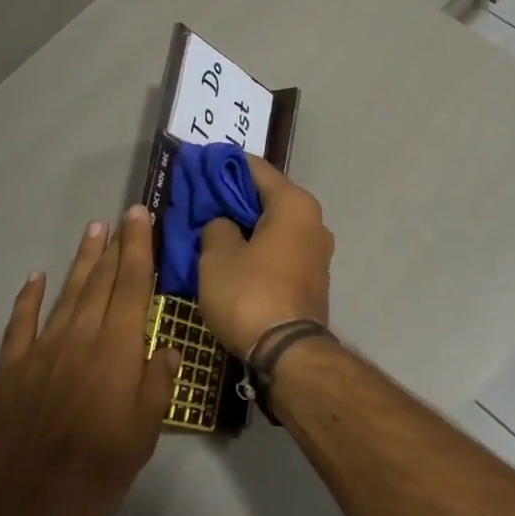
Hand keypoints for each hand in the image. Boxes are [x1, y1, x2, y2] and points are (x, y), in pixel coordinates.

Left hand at [0, 207, 178, 515]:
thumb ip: (157, 386)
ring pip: (67, 294)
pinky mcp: (11, 369)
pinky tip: (36, 278)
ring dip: (82, 261)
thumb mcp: (142, 437)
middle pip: (101, 282)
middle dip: (116, 246)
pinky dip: (29, 298)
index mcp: (117, 352)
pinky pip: (21, 323)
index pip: (133, 287)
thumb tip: (170, 348)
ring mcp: (42, 351)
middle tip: (123, 216)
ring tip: (93, 231)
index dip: (139, 249)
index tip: (141, 218)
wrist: (17, 507)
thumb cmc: (93, 474)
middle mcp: (80, 339)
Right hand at [198, 156, 333, 358]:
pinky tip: (231, 253)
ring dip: (245, 224)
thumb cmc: (251, 294)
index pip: (255, 168)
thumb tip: (222, 224)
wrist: (289, 352)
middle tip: (198, 197)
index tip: (197, 163)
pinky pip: (280, 248)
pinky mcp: (312, 277)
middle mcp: (313, 220)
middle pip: (267, 196)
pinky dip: (257, 245)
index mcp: (294, 204)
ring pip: (273, 225)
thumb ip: (216, 227)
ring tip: (210, 226)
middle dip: (232, 196)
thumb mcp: (218, 256)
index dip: (223, 164)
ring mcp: (317, 251)